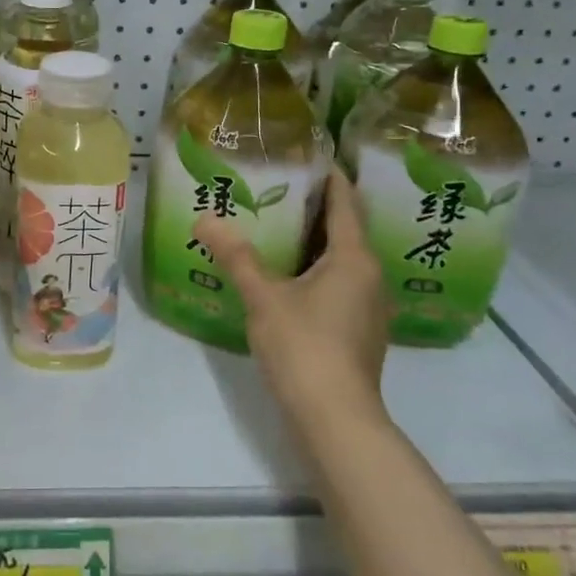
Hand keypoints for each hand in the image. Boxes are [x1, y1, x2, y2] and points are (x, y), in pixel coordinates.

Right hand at [192, 171, 391, 434]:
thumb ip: (236, 256)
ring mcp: (369, 307)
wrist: (335, 418)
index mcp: (355, 259)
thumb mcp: (263, 297)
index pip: (346, 203)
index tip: (310, 157)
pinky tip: (289, 276)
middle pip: (346, 230)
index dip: (331, 178)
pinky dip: (317, 270)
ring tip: (280, 228)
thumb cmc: (304, 346)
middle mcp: (370, 276)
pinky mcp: (360, 331)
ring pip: (343, 260)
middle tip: (280, 188)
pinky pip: (340, 284)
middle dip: (316, 209)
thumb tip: (205, 218)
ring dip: (316, 242)